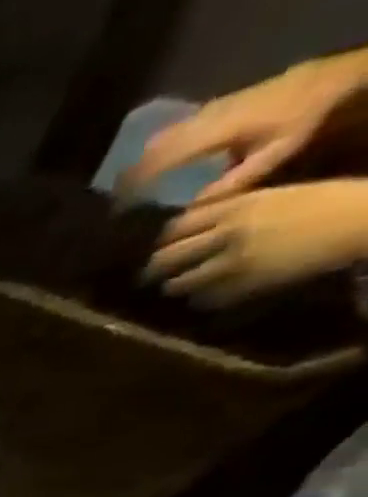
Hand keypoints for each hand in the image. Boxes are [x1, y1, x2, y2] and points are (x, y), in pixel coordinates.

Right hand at [123, 56, 367, 202]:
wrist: (340, 73)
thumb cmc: (307, 118)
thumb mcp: (274, 154)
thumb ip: (230, 184)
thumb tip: (187, 213)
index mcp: (214, 133)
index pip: (158, 162)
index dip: (133, 186)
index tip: (115, 210)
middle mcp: (206, 118)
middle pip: (154, 147)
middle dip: (130, 174)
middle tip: (114, 200)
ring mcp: (212, 108)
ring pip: (163, 136)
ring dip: (145, 159)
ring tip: (132, 182)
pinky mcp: (220, 103)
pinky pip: (179, 127)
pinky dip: (164, 145)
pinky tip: (165, 158)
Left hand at [145, 180, 367, 304]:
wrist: (361, 219)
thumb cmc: (323, 202)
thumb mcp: (273, 196)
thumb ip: (231, 209)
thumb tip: (190, 226)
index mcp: (235, 207)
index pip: (174, 228)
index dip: (163, 240)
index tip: (161, 247)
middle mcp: (226, 234)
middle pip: (165, 259)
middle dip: (154, 269)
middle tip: (151, 275)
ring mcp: (232, 262)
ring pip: (177, 284)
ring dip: (174, 286)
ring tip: (178, 286)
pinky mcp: (242, 285)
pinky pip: (203, 299)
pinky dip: (199, 299)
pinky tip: (206, 295)